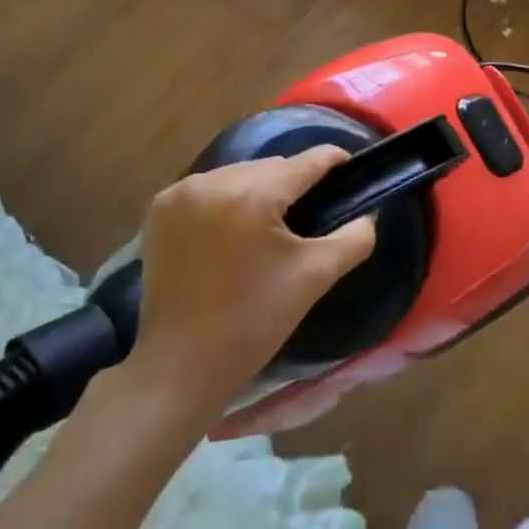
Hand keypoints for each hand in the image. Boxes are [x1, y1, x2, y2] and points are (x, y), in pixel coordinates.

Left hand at [127, 147, 375, 422]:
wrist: (181, 367)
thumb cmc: (255, 322)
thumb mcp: (316, 277)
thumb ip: (354, 237)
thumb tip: (368, 213)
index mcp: (253, 193)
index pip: (307, 161)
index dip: (335, 164)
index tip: (350, 175)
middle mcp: (213, 180)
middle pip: (272, 166)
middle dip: (294, 184)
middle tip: (310, 216)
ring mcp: (180, 193)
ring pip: (240, 175)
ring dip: (260, 191)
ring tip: (270, 226)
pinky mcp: (160, 209)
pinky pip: (209, 189)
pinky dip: (226, 201)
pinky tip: (233, 231)